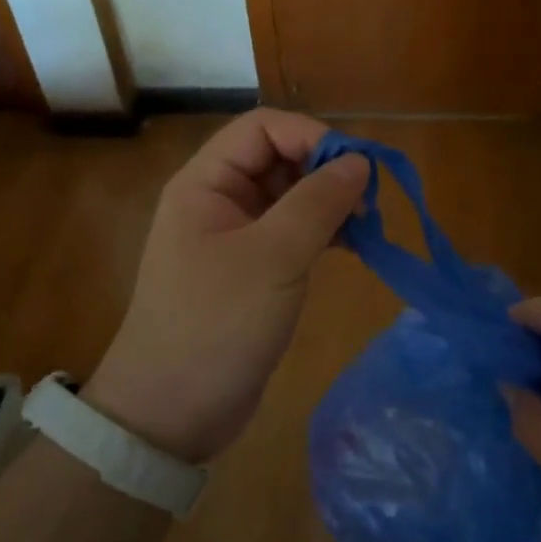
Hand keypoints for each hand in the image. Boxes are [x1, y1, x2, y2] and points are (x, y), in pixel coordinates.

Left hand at [88, 110, 368, 463]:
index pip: (264, 127)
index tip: (356, 170)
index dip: (312, 137)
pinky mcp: (253, 270)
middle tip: (369, 204)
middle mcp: (219, 200)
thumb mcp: (273, 259)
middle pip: (281, 158)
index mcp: (207, 183)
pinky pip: (294, 232)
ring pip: (292, 196)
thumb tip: (361, 161)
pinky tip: (355, 248)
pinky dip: (326, 233)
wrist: (171, 414)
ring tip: (368, 228)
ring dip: (332, 203)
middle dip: (328, 172)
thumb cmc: (215, 326)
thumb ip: (318, 203)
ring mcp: (236, 236)